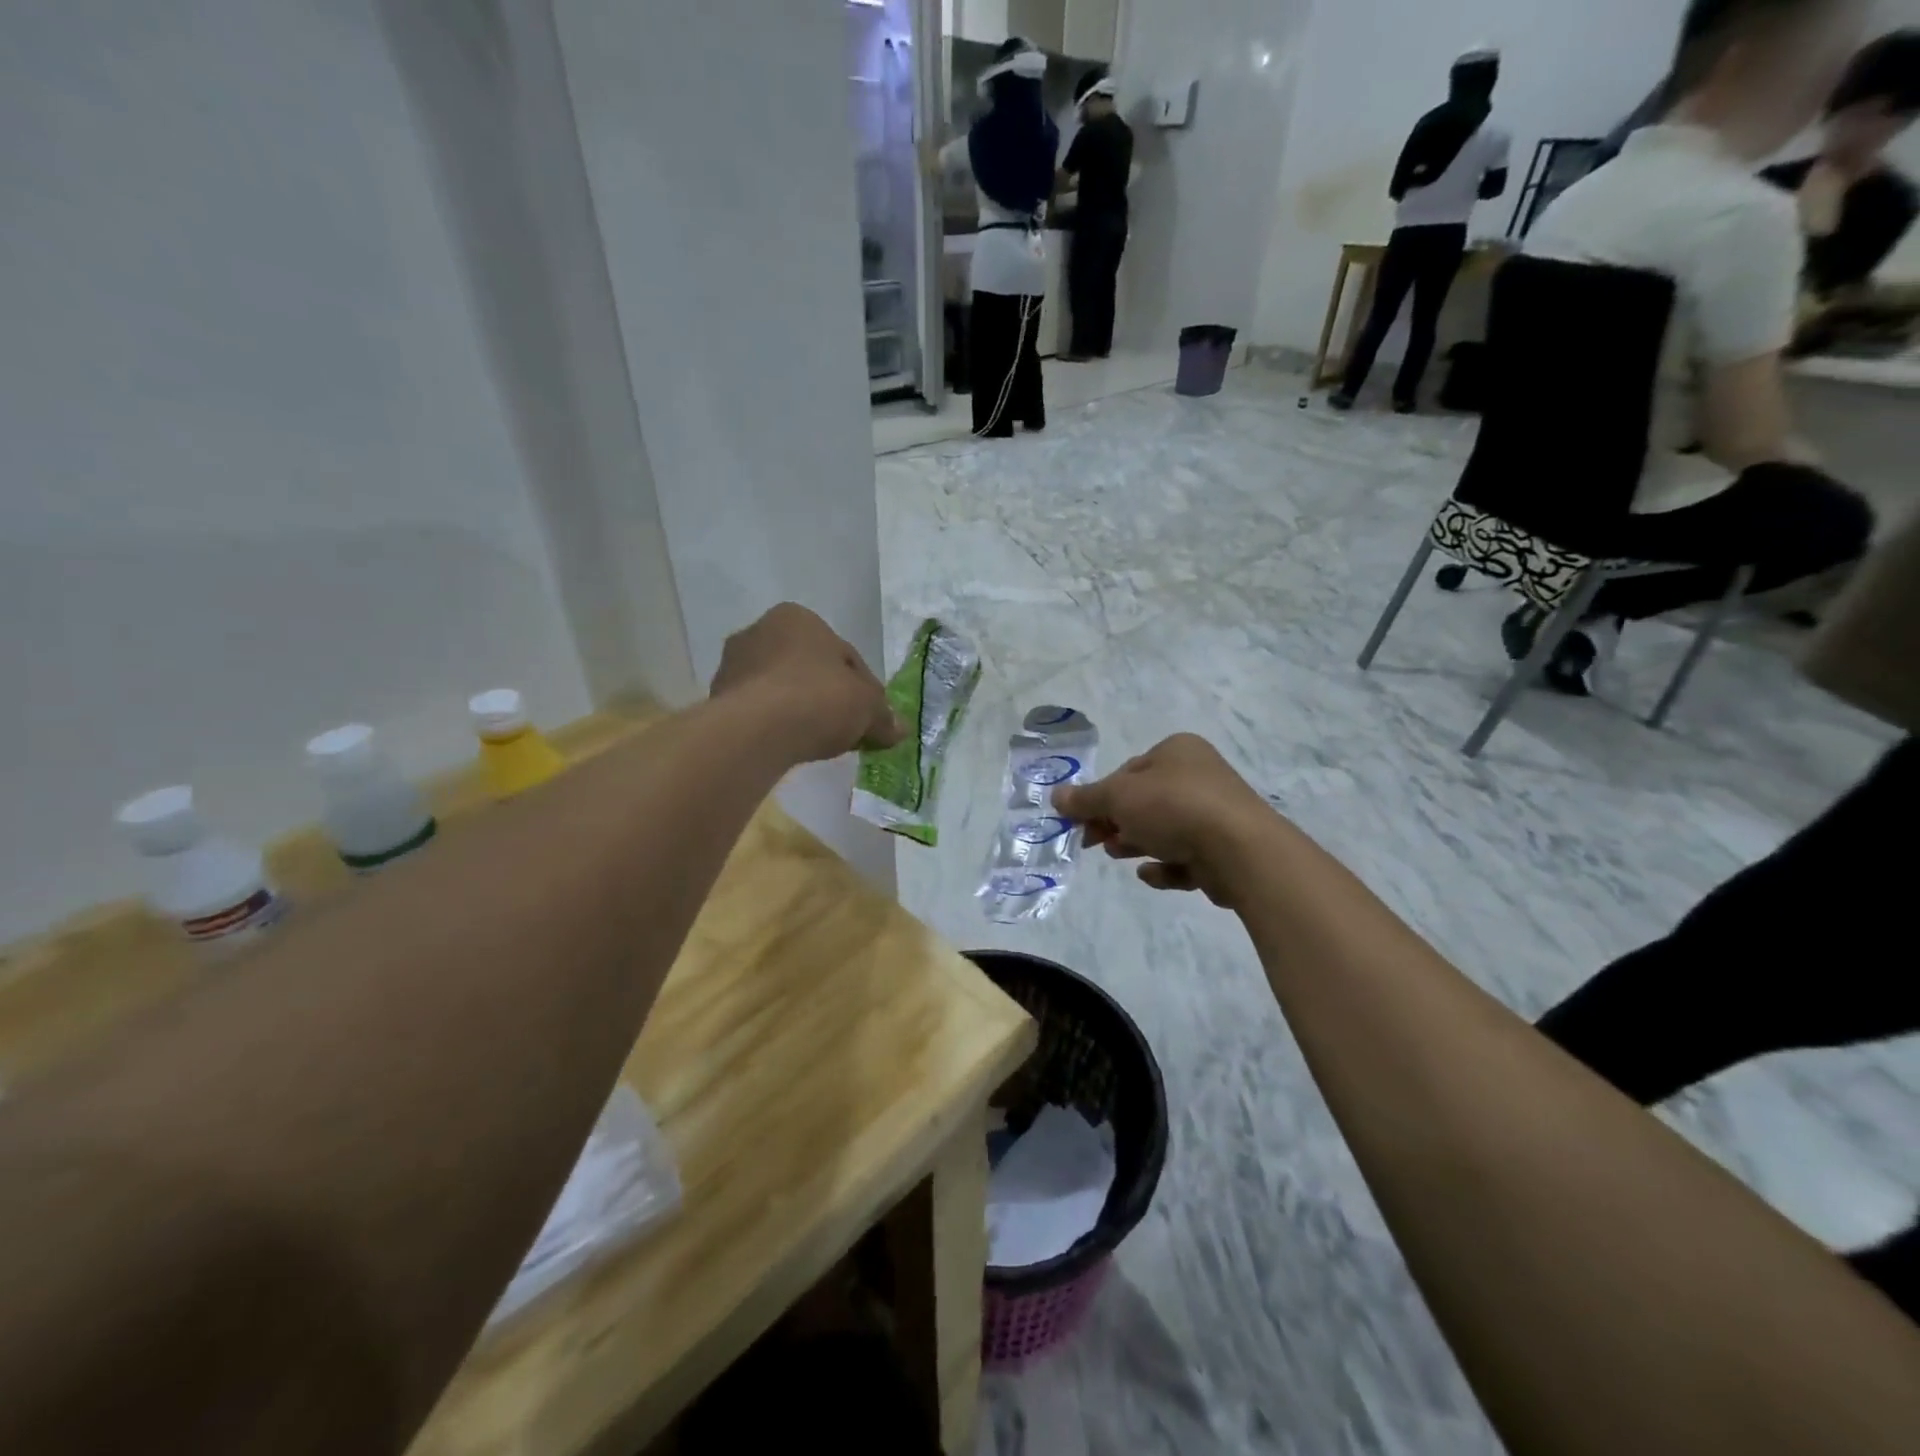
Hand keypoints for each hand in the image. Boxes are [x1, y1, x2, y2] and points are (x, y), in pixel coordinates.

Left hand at [711, 604, 904, 763]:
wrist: (756, 730)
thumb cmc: (818, 699)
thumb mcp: (867, 707)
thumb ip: (884, 716)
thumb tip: (899, 730)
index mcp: (798, 617)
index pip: (844, 654)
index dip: (864, 688)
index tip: (870, 716)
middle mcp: (760, 630)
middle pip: (808, 668)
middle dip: (827, 695)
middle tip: (846, 728)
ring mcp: (733, 664)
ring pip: (781, 688)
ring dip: (799, 709)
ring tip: (817, 741)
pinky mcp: (717, 698)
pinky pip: (759, 710)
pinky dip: (776, 724)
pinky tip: (790, 745)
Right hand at [1052, 734, 1278, 906]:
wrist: (1240, 850)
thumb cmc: (1174, 808)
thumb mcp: (1119, 797)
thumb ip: (1086, 799)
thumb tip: (1056, 797)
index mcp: (1177, 751)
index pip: (1128, 771)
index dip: (1100, 797)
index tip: (1080, 821)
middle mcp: (1199, 776)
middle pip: (1145, 801)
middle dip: (1116, 822)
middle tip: (1093, 841)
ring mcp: (1216, 814)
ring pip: (1164, 829)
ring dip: (1136, 843)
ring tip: (1118, 855)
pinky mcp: (1225, 850)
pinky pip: (1186, 856)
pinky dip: (1166, 866)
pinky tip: (1151, 874)